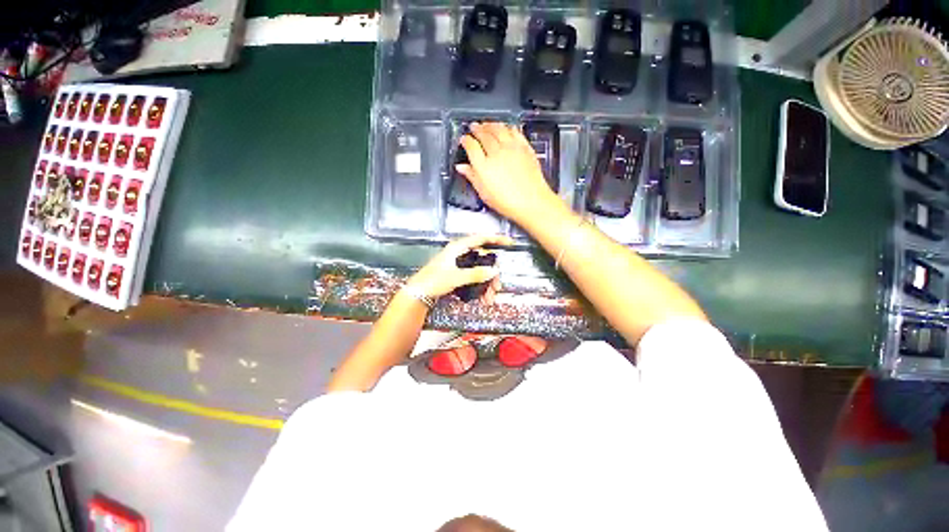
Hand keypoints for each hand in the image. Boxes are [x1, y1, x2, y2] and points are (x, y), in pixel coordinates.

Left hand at [407, 234, 512, 302]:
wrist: (417, 294)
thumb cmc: (433, 281)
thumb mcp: (456, 277)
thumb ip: (476, 274)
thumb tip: (494, 271)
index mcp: (457, 248)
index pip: (480, 239)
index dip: (495, 239)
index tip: (509, 242)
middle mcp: (459, 254)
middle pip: (482, 259)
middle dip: (492, 274)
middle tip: (497, 288)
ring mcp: (458, 264)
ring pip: (479, 270)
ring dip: (486, 284)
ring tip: (489, 298)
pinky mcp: (457, 274)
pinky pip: (473, 277)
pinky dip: (479, 286)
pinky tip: (482, 297)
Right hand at [455, 122, 563, 224]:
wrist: (531, 202)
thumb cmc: (508, 202)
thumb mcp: (484, 193)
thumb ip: (472, 177)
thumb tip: (462, 168)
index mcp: (483, 165)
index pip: (471, 146)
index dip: (465, 140)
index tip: (463, 139)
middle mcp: (497, 153)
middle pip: (484, 134)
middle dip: (477, 129)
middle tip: (473, 127)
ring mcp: (512, 148)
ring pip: (499, 129)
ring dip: (491, 125)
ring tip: (487, 124)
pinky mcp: (525, 148)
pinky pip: (515, 131)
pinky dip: (508, 127)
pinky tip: (507, 128)